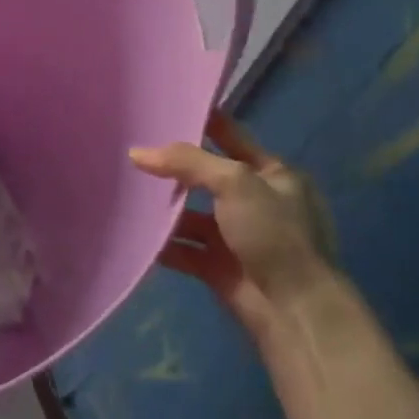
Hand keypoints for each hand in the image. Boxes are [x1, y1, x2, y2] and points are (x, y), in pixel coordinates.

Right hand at [130, 111, 338, 346]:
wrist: (295, 311)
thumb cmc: (274, 234)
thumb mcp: (235, 183)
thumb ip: (187, 162)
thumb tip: (137, 152)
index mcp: (273, 174)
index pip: (231, 137)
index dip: (201, 122)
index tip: (164, 107)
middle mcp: (255, 202)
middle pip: (205, 177)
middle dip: (173, 168)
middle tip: (130, 150)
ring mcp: (236, 236)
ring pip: (191, 215)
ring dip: (162, 208)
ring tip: (123, 191)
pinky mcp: (219, 267)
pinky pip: (183, 249)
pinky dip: (161, 243)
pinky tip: (132, 232)